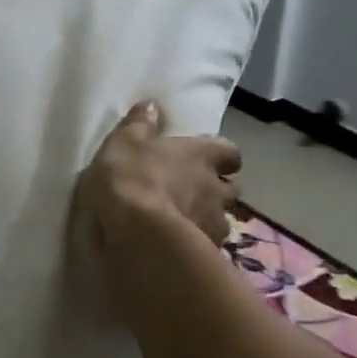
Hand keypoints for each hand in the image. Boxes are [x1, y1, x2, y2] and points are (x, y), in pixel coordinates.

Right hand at [72, 101, 241, 265]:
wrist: (138, 231)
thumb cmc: (131, 176)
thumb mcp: (124, 142)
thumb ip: (140, 124)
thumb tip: (151, 105)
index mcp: (201, 155)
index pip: (229, 152)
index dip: (220, 156)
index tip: (206, 160)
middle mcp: (216, 187)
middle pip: (231, 188)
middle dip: (218, 190)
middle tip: (194, 193)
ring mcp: (215, 223)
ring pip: (222, 220)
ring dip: (208, 219)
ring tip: (185, 224)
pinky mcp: (207, 252)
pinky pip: (208, 246)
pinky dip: (198, 244)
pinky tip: (177, 246)